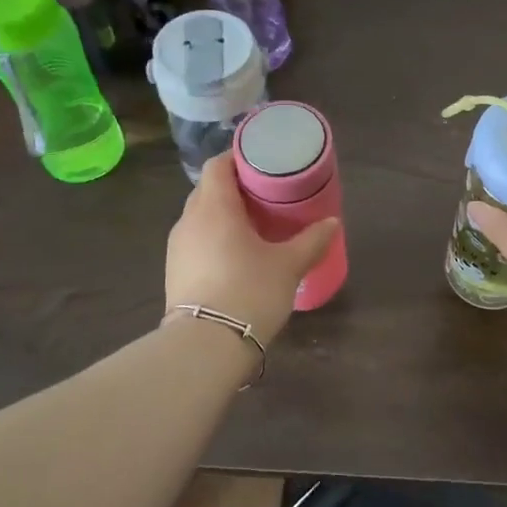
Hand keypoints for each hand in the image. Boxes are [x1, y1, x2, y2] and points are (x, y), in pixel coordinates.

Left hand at [164, 151, 339, 342]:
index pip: (218, 165)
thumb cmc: (249, 292)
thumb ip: (311, 240)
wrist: (206, 346)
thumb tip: (332, 223)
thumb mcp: (288, 265)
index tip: (263, 164)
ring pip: (201, 217)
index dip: (239, 159)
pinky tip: (236, 256)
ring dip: (224, 216)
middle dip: (235, 189)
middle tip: (266, 196)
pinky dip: (214, 239)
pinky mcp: (174, 272)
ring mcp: (177, 247)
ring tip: (254, 227)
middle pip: (209, 190)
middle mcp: (189, 220)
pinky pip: (196, 242)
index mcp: (214, 207)